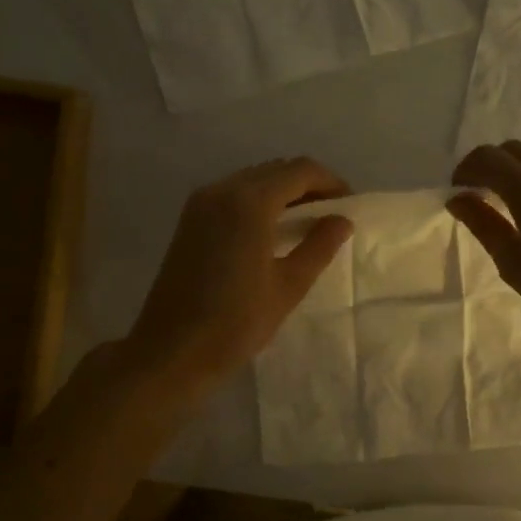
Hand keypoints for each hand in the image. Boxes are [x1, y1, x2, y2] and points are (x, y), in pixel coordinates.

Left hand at [128, 157, 354, 386]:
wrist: (171, 351)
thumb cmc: (236, 322)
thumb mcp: (289, 286)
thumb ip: (319, 246)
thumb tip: (341, 220)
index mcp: (250, 203)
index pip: (300, 171)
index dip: (330, 182)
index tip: (349, 206)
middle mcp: (223, 190)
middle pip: (276, 169)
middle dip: (308, 184)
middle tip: (331, 215)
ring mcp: (201, 203)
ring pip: (253, 179)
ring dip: (283, 191)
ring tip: (305, 223)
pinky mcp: (190, 219)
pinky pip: (233, 193)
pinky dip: (259, 200)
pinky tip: (271, 230)